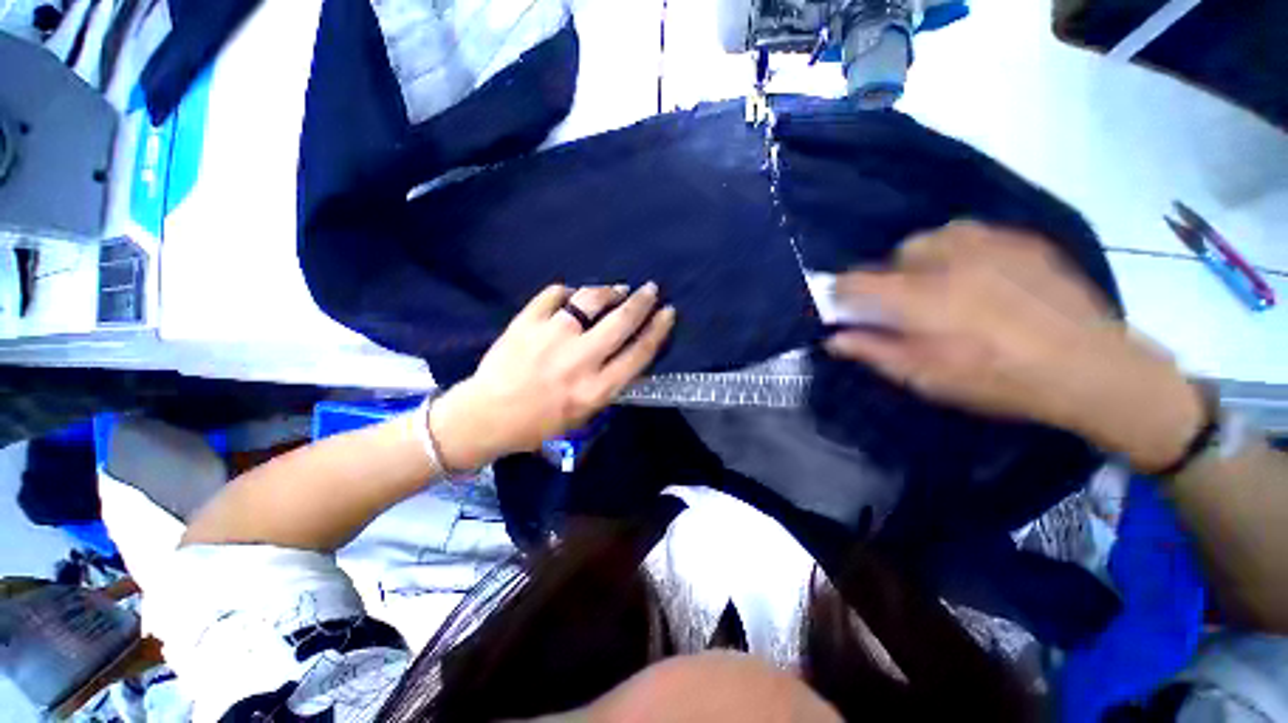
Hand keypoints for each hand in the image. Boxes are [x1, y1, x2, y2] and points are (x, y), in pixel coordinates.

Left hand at [429, 283, 675, 469]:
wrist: (488, 415)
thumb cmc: (540, 423)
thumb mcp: (585, 414)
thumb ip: (609, 383)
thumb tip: (627, 350)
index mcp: (596, 388)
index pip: (639, 352)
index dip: (658, 329)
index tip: (668, 312)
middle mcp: (579, 360)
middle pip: (621, 321)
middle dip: (641, 301)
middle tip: (651, 289)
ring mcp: (551, 337)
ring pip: (589, 300)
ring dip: (608, 291)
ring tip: (617, 289)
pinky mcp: (526, 323)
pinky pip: (554, 295)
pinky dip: (568, 292)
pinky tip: (574, 295)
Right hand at [824, 221, 1204, 471]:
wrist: (1090, 368)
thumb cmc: (998, 379)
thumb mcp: (926, 377)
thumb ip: (875, 351)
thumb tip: (834, 338)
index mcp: (919, 298)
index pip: (855, 282)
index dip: (840, 292)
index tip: (843, 306)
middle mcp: (947, 261)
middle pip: (896, 254)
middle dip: (891, 278)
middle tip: (908, 306)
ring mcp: (989, 245)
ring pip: (934, 237)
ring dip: (925, 260)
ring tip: (943, 286)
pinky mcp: (1021, 240)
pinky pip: (972, 234)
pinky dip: (960, 251)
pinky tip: (980, 278)